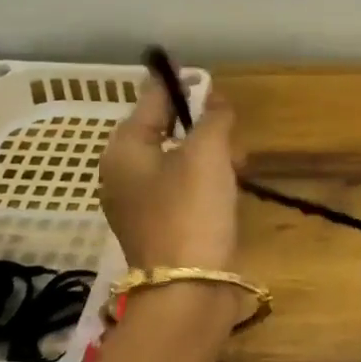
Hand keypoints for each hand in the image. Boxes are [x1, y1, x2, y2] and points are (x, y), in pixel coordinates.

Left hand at [99, 77, 239, 272]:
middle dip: (201, 126)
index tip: (196, 72)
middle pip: (164, 130)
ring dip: (208, 154)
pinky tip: (228, 190)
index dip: (176, 84)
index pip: (150, 100)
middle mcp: (123, 173)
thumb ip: (213, 117)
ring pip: (178, 159)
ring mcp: (139, 202)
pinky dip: (205, 180)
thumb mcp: (207, 153)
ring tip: (236, 165)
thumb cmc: (191, 210)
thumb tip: (215, 99)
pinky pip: (182, 187)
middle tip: (230, 135)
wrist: (188, 289)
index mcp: (125, 149)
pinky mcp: (160, 225)